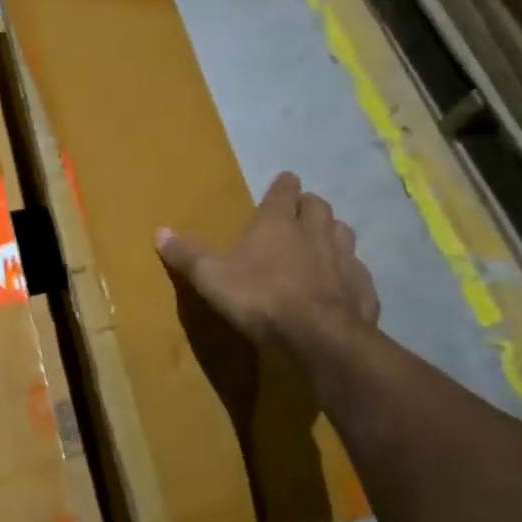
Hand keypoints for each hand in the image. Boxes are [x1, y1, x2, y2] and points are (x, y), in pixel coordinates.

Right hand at [155, 172, 378, 354]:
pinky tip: (343, 286)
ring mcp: (345, 259)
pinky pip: (358, 273)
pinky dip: (350, 274)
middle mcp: (315, 232)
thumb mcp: (212, 278)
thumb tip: (158, 231)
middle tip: (299, 215)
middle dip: (309, 206)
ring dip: (333, 234)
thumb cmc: (261, 298)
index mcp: (277, 223)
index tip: (284, 183)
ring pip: (343, 233)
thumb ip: (188, 255)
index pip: (284, 190)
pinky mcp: (364, 289)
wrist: (320, 337)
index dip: (283, 185)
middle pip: (318, 206)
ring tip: (322, 245)